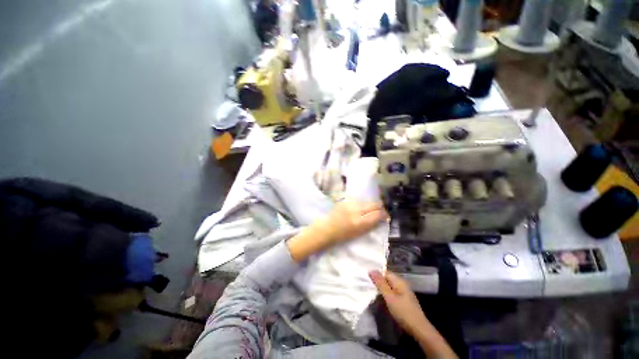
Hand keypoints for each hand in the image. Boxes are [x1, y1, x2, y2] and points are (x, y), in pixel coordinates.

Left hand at [287, 200, 387, 261]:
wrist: (325, 229)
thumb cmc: (341, 236)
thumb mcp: (358, 234)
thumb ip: (370, 225)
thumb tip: (381, 218)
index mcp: (359, 222)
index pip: (377, 214)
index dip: (384, 214)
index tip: (386, 216)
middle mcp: (356, 211)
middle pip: (374, 205)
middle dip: (380, 208)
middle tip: (380, 212)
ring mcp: (349, 204)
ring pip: (366, 202)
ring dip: (370, 205)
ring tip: (370, 210)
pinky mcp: (344, 201)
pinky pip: (358, 201)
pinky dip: (362, 204)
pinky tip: (360, 208)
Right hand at [369, 270, 428, 336]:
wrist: (419, 329)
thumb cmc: (403, 312)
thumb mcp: (390, 297)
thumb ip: (381, 284)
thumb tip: (372, 270)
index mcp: (399, 280)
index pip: (384, 272)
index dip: (376, 274)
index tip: (366, 279)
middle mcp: (401, 284)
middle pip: (387, 279)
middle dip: (378, 283)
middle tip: (367, 286)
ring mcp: (404, 292)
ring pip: (389, 287)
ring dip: (382, 290)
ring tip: (372, 293)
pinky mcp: (404, 300)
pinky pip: (392, 294)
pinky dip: (386, 296)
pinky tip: (381, 301)